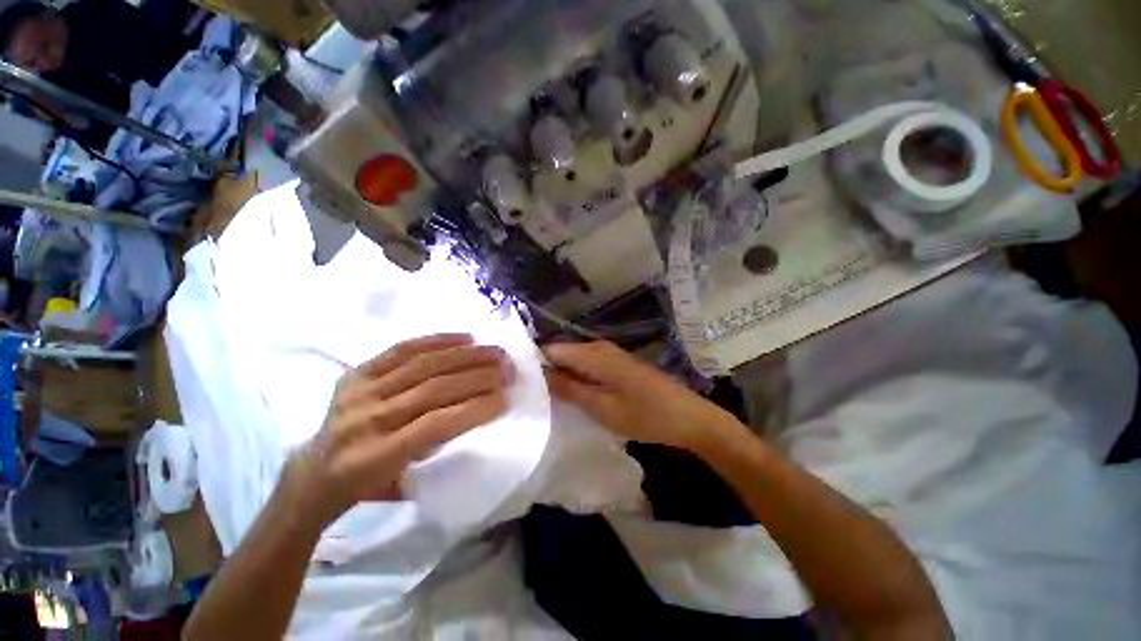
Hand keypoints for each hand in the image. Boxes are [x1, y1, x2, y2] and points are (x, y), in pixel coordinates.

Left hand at [289, 334, 513, 526]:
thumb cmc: (366, 486)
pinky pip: (403, 349)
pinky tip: (466, 338)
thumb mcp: (403, 484)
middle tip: (509, 368)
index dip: (475, 408)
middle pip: (433, 388)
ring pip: (423, 365)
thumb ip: (438, 449)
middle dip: (479, 376)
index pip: (437, 423)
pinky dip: (437, 340)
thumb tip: (477, 411)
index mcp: (377, 456)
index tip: (506, 398)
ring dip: (466, 355)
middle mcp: (367, 419)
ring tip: (495, 351)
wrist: (313, 473)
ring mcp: (360, 391)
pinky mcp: (357, 373)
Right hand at [543, 341, 745, 453]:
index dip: (534, 364)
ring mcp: (610, 355)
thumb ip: (568, 388)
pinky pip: (588, 367)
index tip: (520, 384)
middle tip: (532, 397)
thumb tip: (538, 374)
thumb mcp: (601, 406)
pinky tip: (574, 397)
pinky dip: (578, 380)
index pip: (551, 349)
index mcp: (592, 353)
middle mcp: (599, 347)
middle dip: (547, 373)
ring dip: (563, 378)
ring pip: (575, 361)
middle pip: (562, 354)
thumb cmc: (645, 415)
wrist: (689, 417)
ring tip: (548, 400)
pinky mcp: (618, 365)